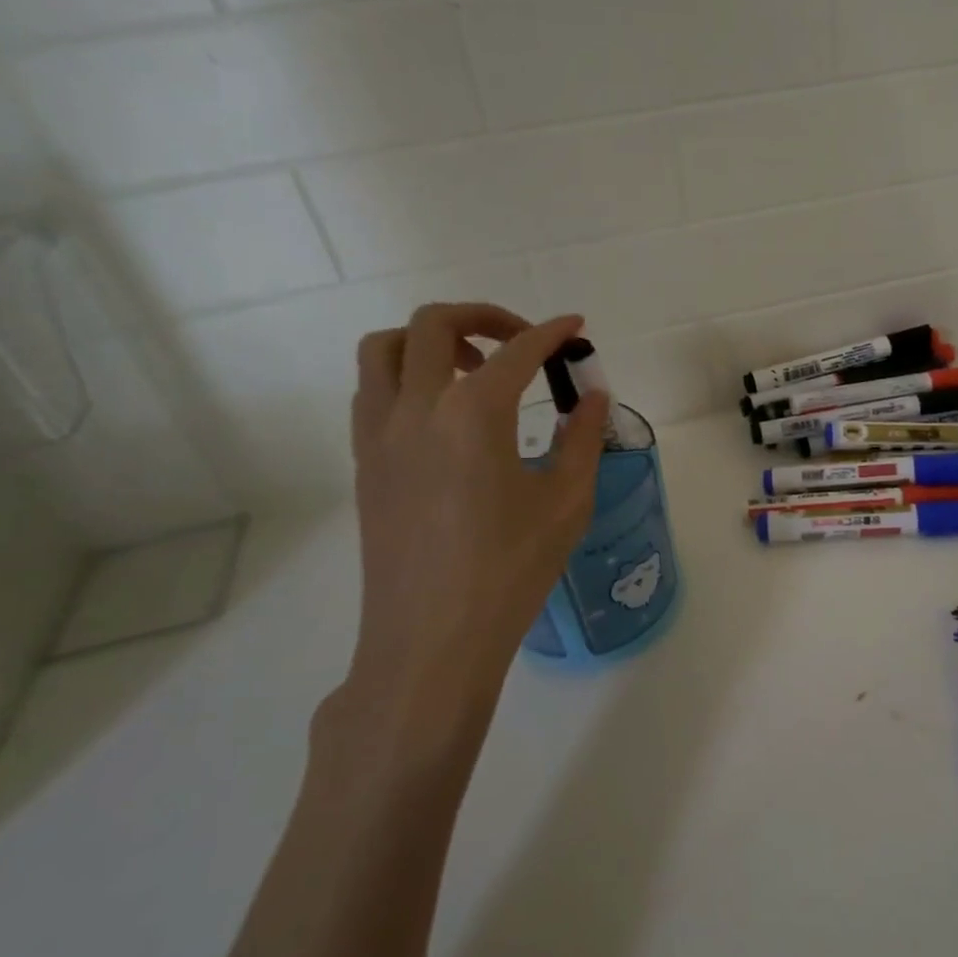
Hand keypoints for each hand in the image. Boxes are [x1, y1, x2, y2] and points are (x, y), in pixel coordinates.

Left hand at [338, 303, 606, 765]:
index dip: (552, 332)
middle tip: (522, 341)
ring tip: (474, 370)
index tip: (576, 328)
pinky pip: (373, 392)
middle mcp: (416, 409)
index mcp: (473, 414)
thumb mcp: (566, 502)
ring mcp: (379, 435)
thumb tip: (593, 396)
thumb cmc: (510, 571)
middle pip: (434, 324)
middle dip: (484, 316)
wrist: (432, 639)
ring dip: (432, 340)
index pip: (517, 351)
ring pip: (386, 349)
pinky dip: (406, 376)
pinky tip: (443, 414)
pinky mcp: (364, 464)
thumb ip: (583, 439)